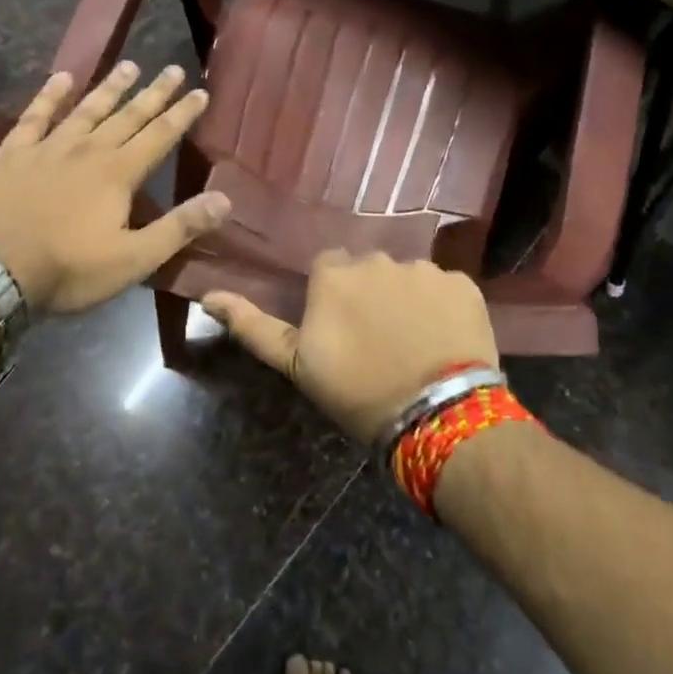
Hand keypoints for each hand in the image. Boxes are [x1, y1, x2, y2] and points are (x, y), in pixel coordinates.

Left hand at [0, 63, 229, 314]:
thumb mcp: (133, 259)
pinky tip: (61, 78)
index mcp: (119, 173)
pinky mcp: (13, 154)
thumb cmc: (68, 269)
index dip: (182, 113)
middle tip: (173, 69)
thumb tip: (225, 199)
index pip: (160, 135)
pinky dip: (49, 96)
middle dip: (154, 93)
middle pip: (128, 115)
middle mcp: (88, 150)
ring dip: (110, 87)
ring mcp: (48, 148)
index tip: (201, 91)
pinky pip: (35, 116)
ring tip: (129, 65)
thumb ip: (179, 227)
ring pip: (87, 109)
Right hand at [203, 252, 499, 442]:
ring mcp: (425, 269)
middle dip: (370, 296)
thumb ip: (254, 326)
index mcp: (335, 273)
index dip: (334, 300)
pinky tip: (444, 340)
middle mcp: (379, 258)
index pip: (329, 270)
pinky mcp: (464, 284)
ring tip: (414, 343)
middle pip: (369, 270)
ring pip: (408, 279)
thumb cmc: (358, 390)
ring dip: (406, 301)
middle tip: (378, 340)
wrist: (439, 415)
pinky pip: (445, 289)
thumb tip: (208, 296)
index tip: (341, 332)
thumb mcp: (297, 364)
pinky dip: (442, 308)